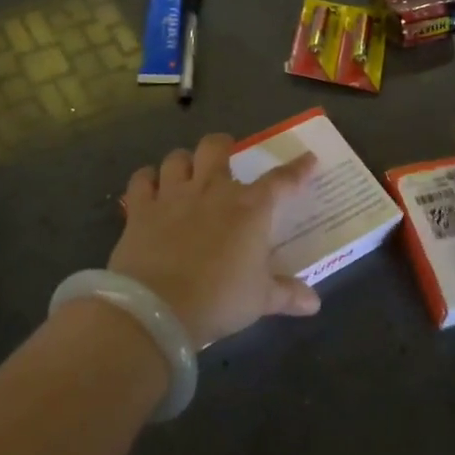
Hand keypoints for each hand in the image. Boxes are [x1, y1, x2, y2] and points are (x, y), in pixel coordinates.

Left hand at [107, 134, 319, 345]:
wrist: (157, 309)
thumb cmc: (219, 299)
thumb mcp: (259, 300)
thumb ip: (287, 294)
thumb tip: (314, 303)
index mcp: (249, 208)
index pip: (281, 180)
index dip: (298, 169)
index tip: (308, 159)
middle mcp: (212, 190)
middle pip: (216, 148)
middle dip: (223, 145)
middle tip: (226, 154)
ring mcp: (173, 196)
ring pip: (177, 158)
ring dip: (184, 162)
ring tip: (187, 172)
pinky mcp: (140, 209)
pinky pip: (141, 180)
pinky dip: (146, 180)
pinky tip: (150, 187)